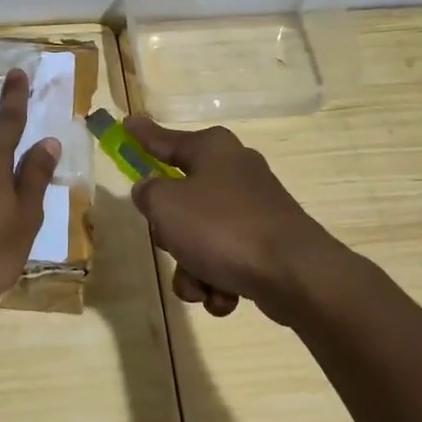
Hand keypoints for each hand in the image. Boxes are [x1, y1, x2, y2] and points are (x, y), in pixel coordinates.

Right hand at [125, 115, 338, 321]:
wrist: (294, 274)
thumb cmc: (221, 228)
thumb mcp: (165, 205)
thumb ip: (147, 192)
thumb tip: (151, 191)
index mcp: (212, 149)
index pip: (165, 140)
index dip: (143, 136)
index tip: (128, 124)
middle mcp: (235, 172)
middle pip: (181, 199)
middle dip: (171, 234)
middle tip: (171, 242)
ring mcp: (254, 209)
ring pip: (201, 238)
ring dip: (192, 268)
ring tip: (201, 285)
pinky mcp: (267, 243)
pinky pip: (226, 261)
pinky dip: (218, 281)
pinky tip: (224, 297)